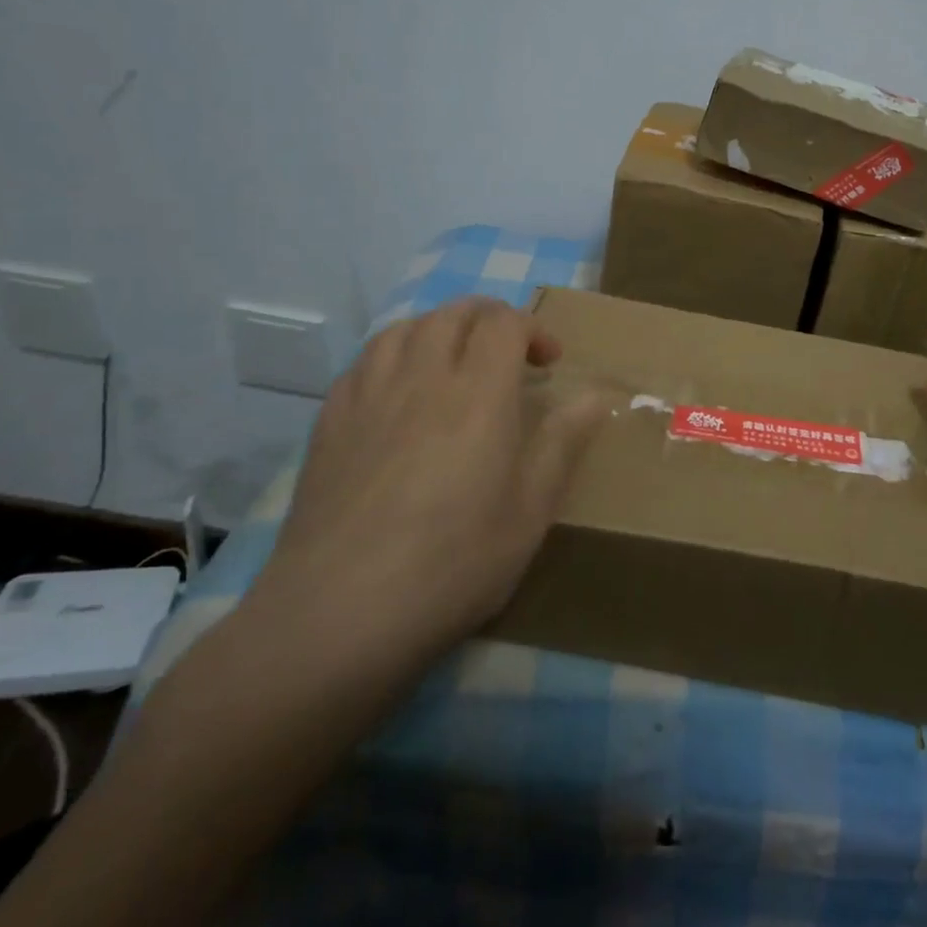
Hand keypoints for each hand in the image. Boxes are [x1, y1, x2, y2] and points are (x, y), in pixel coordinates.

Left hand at [247, 298, 607, 682]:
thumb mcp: (531, 511)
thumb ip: (563, 443)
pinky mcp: (330, 421)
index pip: (504, 322)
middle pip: (454, 313)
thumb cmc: (454, 563)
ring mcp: (369, 395)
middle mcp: (422, 377)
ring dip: (439, 330)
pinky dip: (395, 357)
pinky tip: (400, 392)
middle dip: (489, 319)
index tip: (549, 364)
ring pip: (405, 328)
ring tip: (454, 362)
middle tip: (508, 355)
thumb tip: (596, 396)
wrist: (340, 612)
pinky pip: (365, 362)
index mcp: (478, 393)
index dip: (532, 329)